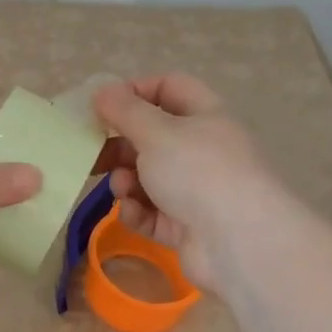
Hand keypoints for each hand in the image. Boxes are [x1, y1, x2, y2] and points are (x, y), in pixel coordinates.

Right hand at [92, 75, 275, 291]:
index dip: (136, 91)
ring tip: (122, 188)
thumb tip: (102, 90)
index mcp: (203, 116)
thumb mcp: (156, 132)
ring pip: (147, 177)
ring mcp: (195, 190)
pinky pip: (151, 212)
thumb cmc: (197, 172)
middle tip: (93, 152)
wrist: (239, 243)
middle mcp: (201, 150)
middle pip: (152, 136)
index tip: (104, 106)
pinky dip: (137, 211)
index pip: (168, 88)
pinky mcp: (185, 226)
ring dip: (126, 180)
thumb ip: (124, 111)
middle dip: (120, 144)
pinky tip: (132, 214)